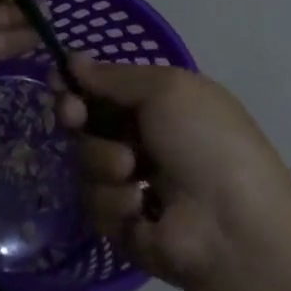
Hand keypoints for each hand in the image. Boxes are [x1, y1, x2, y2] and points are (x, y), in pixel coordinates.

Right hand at [57, 53, 290, 290]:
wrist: (231, 230)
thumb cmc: (205, 142)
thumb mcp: (166, 89)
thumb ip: (114, 76)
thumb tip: (72, 59)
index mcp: (163, 104)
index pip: (107, 87)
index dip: (80, 83)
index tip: (59, 80)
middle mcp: (146, 140)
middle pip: (87, 121)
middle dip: (76, 115)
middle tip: (73, 116)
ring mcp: (133, 184)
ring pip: (85, 161)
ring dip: (102, 161)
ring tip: (132, 171)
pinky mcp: (124, 226)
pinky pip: (94, 204)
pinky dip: (114, 202)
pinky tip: (140, 208)